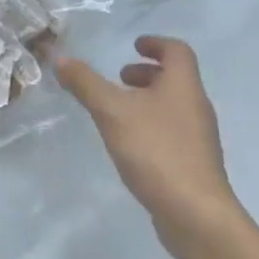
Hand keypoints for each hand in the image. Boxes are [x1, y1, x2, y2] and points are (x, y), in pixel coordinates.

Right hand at [57, 35, 238, 258]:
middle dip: (147, 73)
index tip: (133, 45)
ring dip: (147, 100)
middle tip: (119, 79)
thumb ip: (85, 84)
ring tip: (117, 112)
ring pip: (173, 106)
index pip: (177, 51)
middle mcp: (196, 106)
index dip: (156, 43)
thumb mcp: (112, 112)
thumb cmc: (156, 152)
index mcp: (183, 86)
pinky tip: (129, 144)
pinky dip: (151, 125)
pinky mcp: (193, 163)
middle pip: (176, 78)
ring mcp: (198, 137)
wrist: (196, 215)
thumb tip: (60, 57)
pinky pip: (171, 131)